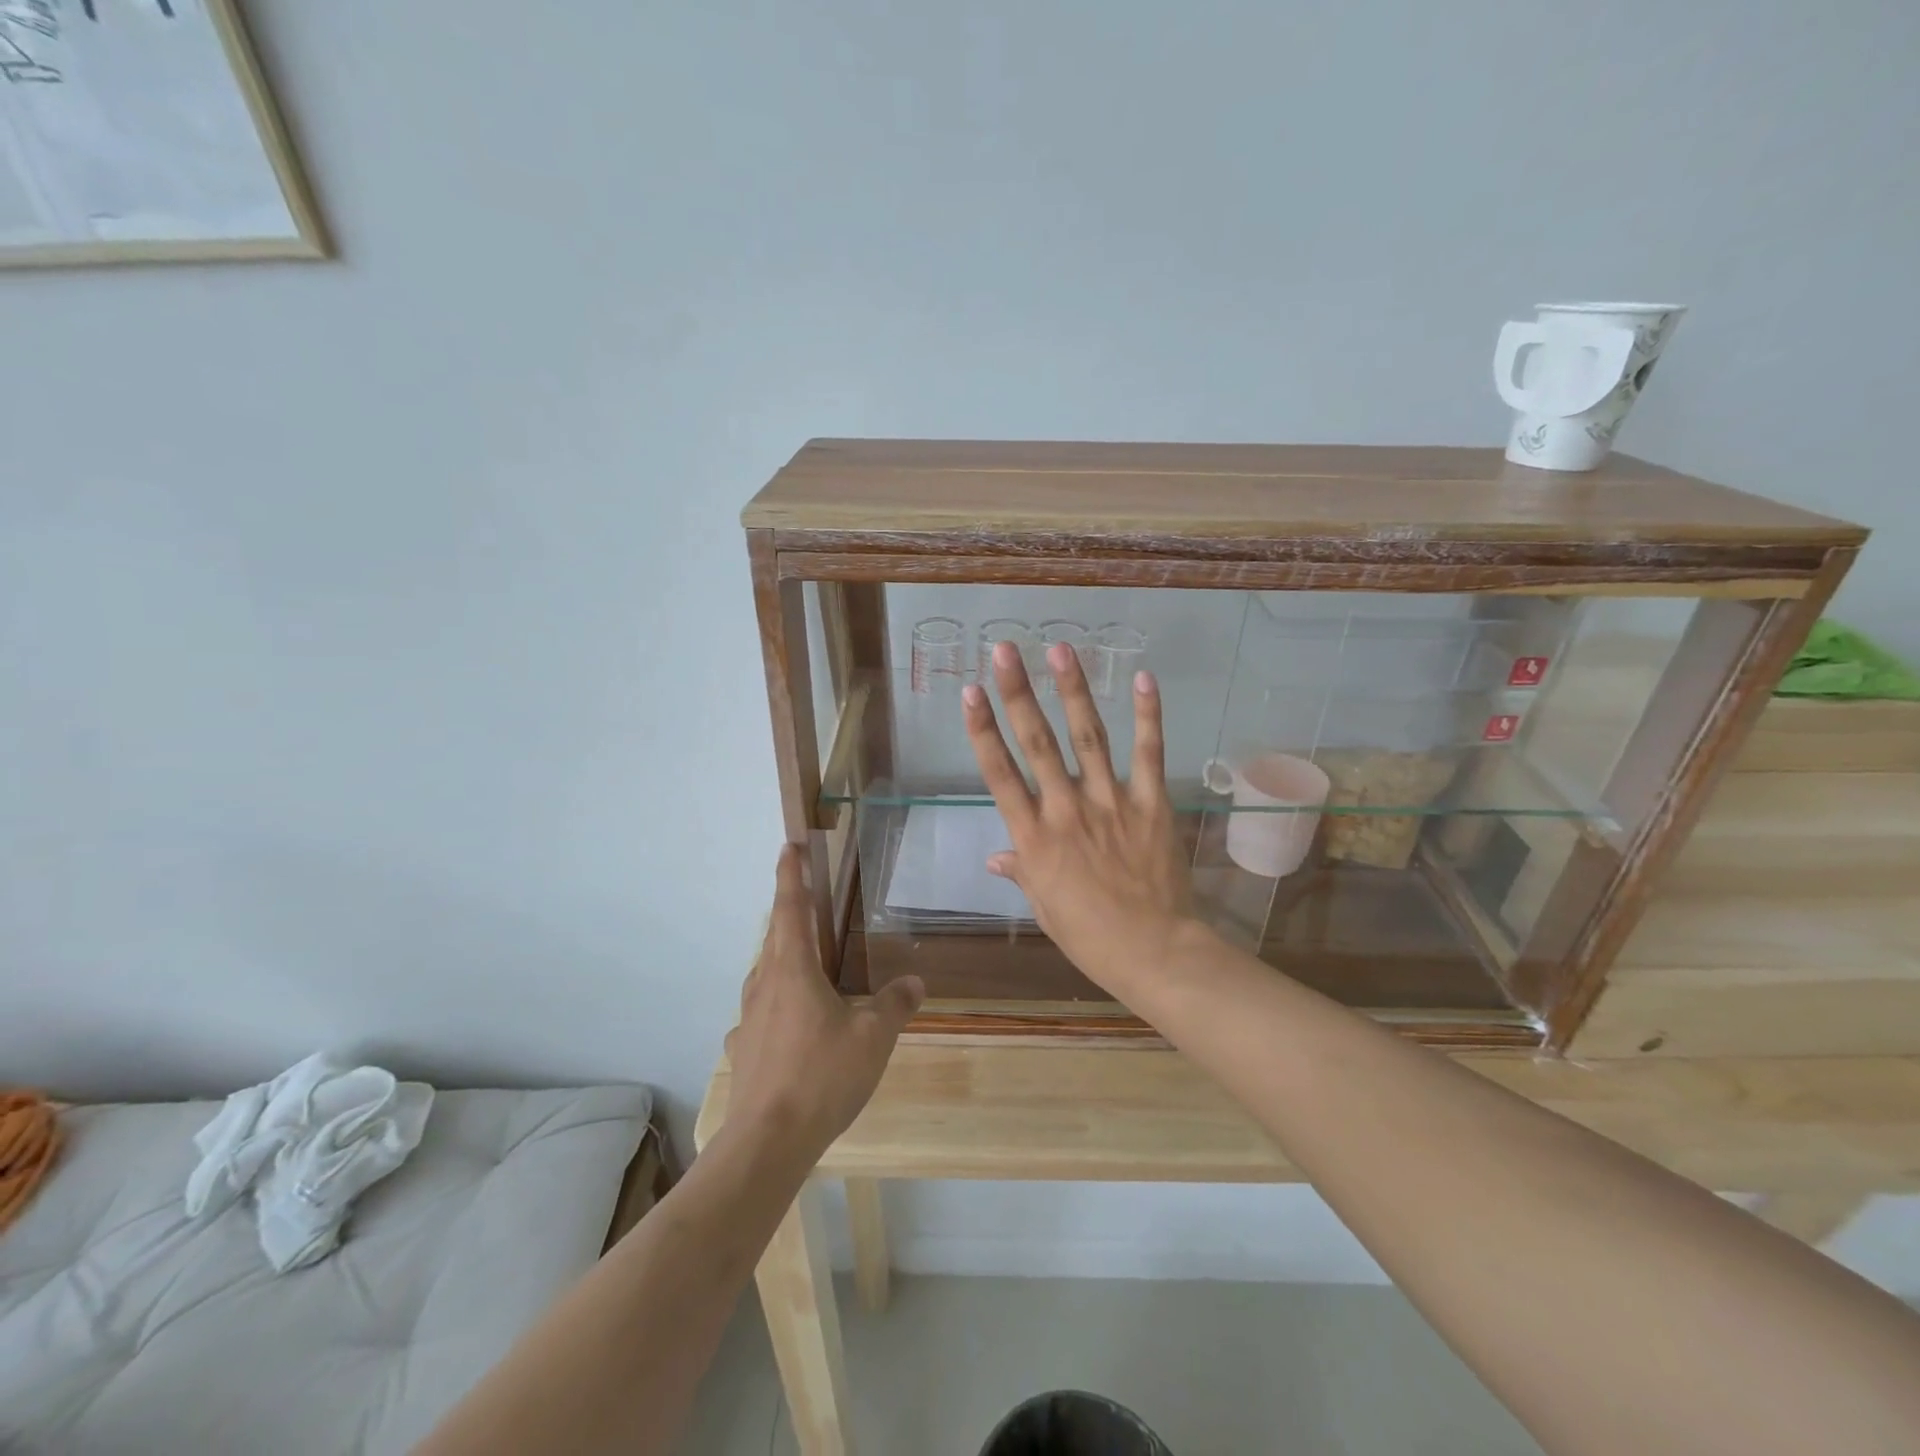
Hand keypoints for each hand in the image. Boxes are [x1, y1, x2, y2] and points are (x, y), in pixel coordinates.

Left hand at [725, 846, 923, 1160]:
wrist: (767, 1141)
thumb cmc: (822, 1075)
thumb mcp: (874, 1037)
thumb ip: (895, 1004)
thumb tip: (915, 981)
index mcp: (793, 969)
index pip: (791, 908)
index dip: (791, 874)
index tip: (788, 845)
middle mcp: (765, 985)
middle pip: (775, 936)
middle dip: (788, 910)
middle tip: (804, 896)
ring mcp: (748, 1019)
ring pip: (765, 974)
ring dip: (781, 957)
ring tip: (801, 960)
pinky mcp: (744, 1049)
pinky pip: (760, 1013)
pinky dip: (775, 1004)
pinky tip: (788, 1025)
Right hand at [961, 640, 1198, 993]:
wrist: (1155, 952)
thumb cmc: (1091, 936)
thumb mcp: (1045, 908)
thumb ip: (1022, 871)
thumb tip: (994, 857)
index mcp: (1035, 838)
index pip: (1000, 774)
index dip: (982, 730)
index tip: (970, 692)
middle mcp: (1067, 810)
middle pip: (1037, 743)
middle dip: (1018, 693)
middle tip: (1004, 650)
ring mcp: (1111, 803)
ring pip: (1088, 737)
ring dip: (1073, 691)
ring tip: (1060, 650)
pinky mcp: (1150, 804)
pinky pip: (1148, 754)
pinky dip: (1147, 716)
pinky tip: (1143, 678)